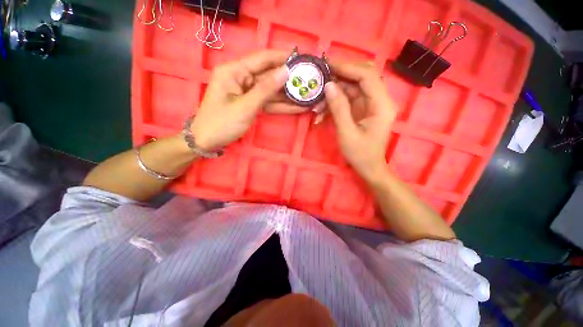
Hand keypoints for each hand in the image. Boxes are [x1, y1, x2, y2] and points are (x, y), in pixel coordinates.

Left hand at [190, 50, 303, 150]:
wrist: (207, 141)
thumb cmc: (221, 123)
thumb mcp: (245, 107)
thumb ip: (266, 89)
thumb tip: (286, 72)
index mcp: (235, 71)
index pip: (263, 59)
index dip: (283, 57)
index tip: (302, 58)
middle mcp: (242, 78)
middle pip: (270, 75)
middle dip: (290, 79)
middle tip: (310, 79)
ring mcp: (248, 92)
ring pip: (272, 91)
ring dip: (289, 95)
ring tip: (309, 94)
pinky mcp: (252, 104)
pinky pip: (269, 102)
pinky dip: (282, 106)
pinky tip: (298, 107)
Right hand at [324, 60, 396, 181]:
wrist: (369, 167)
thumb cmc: (360, 154)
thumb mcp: (346, 133)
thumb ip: (338, 109)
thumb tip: (328, 86)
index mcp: (381, 105)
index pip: (367, 77)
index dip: (348, 68)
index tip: (328, 65)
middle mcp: (380, 100)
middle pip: (363, 76)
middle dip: (342, 73)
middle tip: (323, 74)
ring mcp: (372, 104)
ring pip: (355, 86)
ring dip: (336, 89)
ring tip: (319, 97)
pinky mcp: (364, 109)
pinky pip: (350, 97)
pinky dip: (337, 100)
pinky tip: (323, 108)